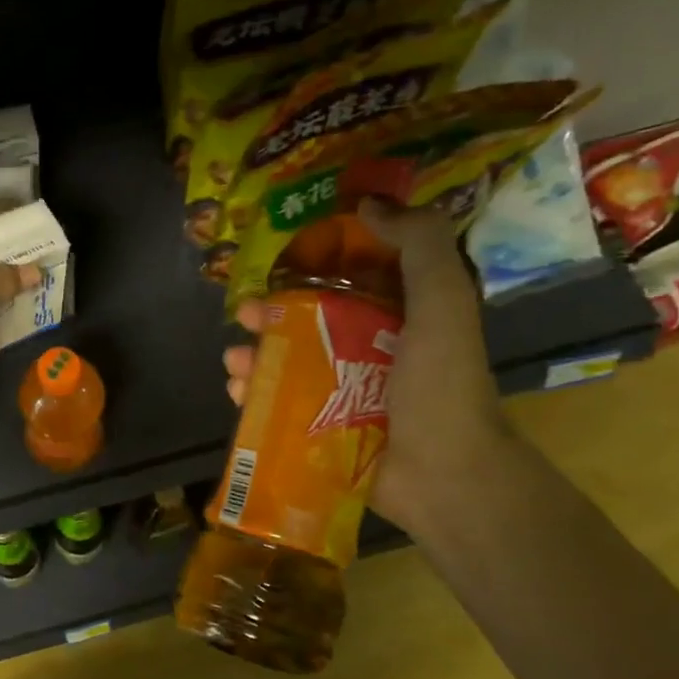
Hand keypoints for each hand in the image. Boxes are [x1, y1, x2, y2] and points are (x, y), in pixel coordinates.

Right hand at [222, 201, 514, 534]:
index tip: (281, 257)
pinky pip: (278, 405)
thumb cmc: (440, 385)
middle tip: (246, 313)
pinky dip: (253, 395)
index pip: (349, 281)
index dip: (314, 266)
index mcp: (397, 319)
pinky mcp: (319, 430)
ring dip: (255, 357)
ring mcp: (340, 394)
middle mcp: (366, 352)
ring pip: (286, 364)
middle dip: (271, 315)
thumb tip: (370, 203)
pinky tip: (237, 391)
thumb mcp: (443, 303)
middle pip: (307, 323)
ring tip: (234, 359)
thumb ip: (420, 246)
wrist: (444, 475)